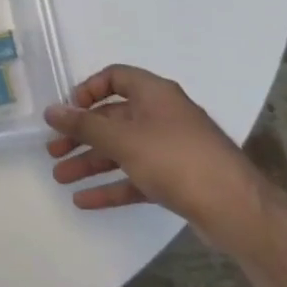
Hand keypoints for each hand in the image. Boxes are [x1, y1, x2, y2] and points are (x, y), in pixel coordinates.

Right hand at [44, 65, 270, 252]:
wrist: (235, 209)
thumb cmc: (175, 160)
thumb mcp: (122, 139)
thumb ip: (83, 124)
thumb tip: (51, 110)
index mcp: (154, 95)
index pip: (116, 77)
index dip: (88, 90)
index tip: (69, 110)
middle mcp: (163, 116)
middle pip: (113, 118)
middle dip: (81, 135)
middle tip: (54, 150)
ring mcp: (170, 149)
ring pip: (121, 150)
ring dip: (90, 162)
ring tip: (61, 178)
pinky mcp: (175, 179)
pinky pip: (135, 177)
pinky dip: (111, 186)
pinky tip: (84, 200)